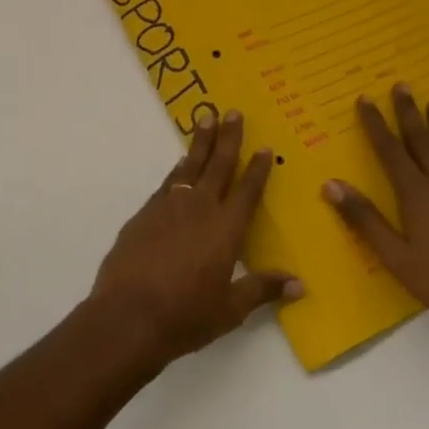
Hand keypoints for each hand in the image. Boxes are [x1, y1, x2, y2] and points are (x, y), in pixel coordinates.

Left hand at [91, 109, 301, 365]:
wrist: (128, 315)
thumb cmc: (186, 316)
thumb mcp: (230, 310)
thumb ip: (262, 289)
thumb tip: (299, 283)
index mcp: (225, 229)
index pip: (247, 191)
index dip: (257, 169)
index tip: (265, 147)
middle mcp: (199, 209)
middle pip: (218, 165)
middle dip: (228, 138)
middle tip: (233, 112)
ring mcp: (168, 207)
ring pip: (189, 166)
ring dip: (199, 143)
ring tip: (206, 120)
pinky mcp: (144, 214)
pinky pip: (167, 182)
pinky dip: (177, 169)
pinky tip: (180, 164)